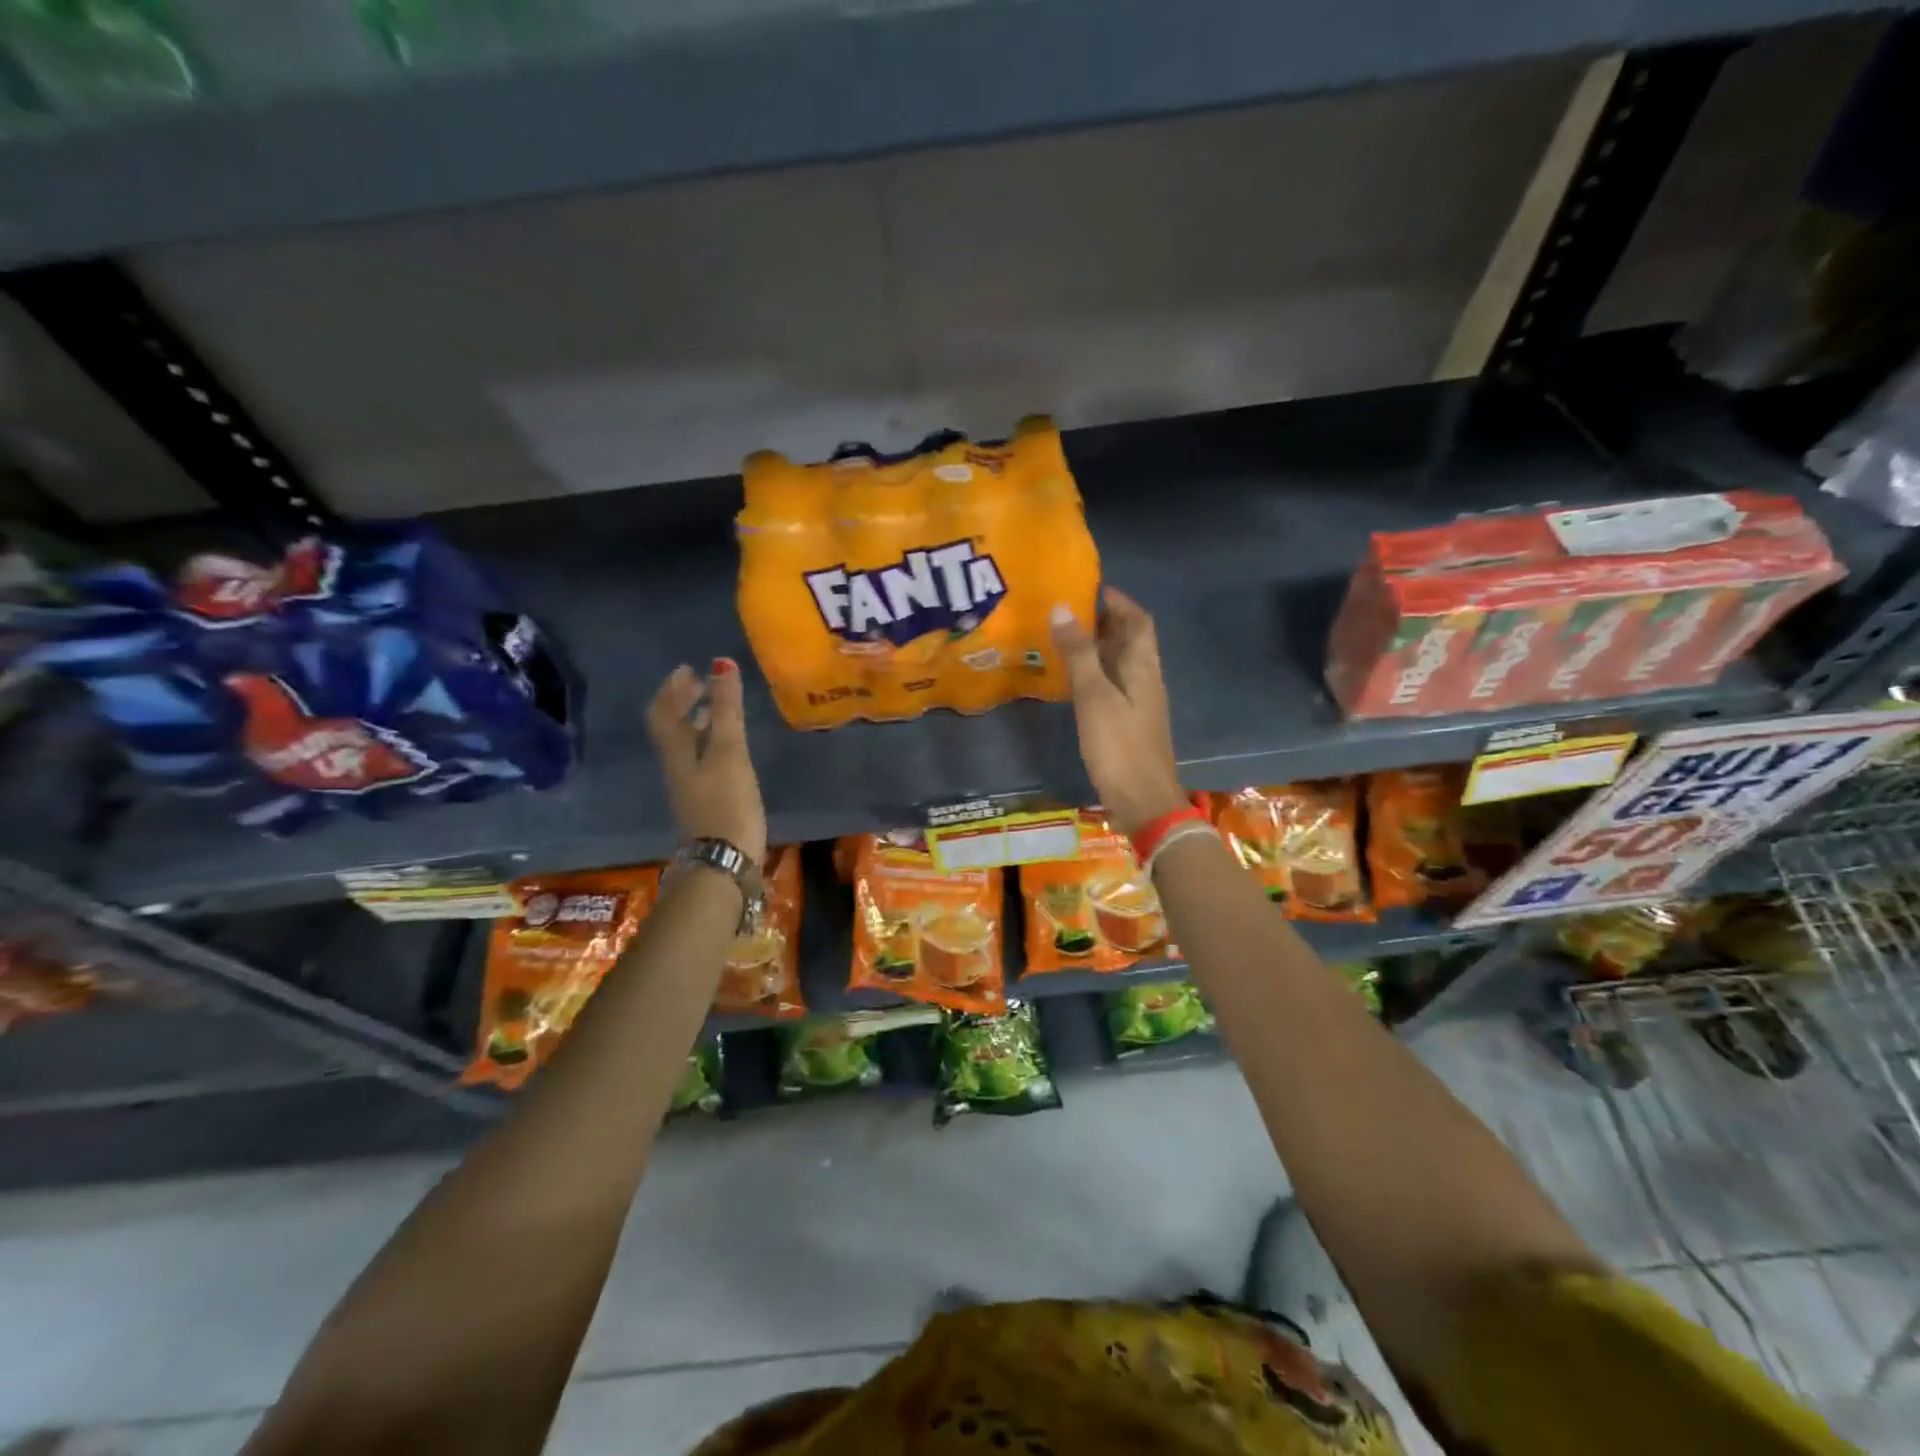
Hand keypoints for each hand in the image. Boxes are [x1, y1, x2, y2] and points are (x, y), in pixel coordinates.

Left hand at [646, 657, 767, 863]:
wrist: (723, 864)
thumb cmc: (727, 804)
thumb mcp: (729, 752)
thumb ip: (727, 710)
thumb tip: (721, 664)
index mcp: (677, 754)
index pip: (663, 713)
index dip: (672, 689)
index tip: (688, 669)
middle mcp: (678, 769)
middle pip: (672, 730)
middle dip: (683, 704)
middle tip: (702, 684)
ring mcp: (691, 789)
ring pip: (686, 747)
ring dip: (698, 724)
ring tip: (717, 710)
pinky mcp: (706, 804)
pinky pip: (701, 763)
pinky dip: (710, 745)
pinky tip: (729, 750)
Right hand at [1050, 589, 1186, 836]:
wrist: (1143, 803)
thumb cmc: (1119, 747)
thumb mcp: (1095, 697)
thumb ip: (1079, 653)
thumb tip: (1062, 608)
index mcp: (1144, 668)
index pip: (1138, 621)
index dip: (1119, 602)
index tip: (1090, 588)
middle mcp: (1146, 680)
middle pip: (1130, 641)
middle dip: (1104, 621)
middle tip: (1067, 611)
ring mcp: (1139, 704)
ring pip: (1120, 664)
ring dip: (1097, 648)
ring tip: (1063, 638)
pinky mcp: (1128, 724)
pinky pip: (1112, 686)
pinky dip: (1094, 673)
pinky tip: (1071, 680)